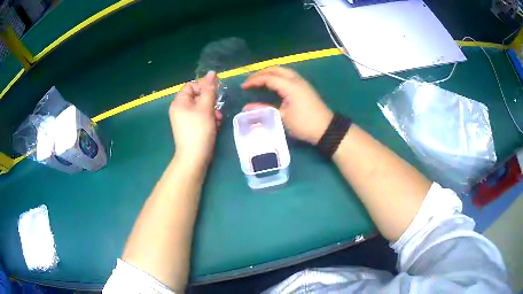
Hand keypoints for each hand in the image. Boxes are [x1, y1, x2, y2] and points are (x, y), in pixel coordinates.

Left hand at [169, 71, 222, 166]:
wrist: (194, 157)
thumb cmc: (199, 130)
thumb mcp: (205, 107)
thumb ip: (209, 89)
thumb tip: (212, 72)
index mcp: (179, 102)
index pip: (192, 85)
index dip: (203, 88)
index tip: (214, 95)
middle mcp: (180, 109)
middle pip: (198, 96)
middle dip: (210, 102)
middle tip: (216, 110)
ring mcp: (185, 119)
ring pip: (202, 108)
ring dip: (212, 112)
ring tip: (217, 120)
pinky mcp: (191, 127)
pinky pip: (201, 117)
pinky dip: (209, 120)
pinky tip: (215, 126)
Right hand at [241, 66, 332, 144]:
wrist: (326, 129)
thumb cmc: (304, 124)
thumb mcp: (282, 117)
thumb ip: (263, 109)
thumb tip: (245, 107)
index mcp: (290, 86)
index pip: (268, 77)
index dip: (254, 81)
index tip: (243, 87)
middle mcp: (296, 80)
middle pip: (276, 69)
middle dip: (261, 72)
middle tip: (250, 81)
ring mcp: (302, 82)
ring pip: (283, 70)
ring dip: (270, 72)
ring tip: (259, 80)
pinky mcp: (304, 87)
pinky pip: (288, 75)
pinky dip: (277, 76)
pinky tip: (273, 83)